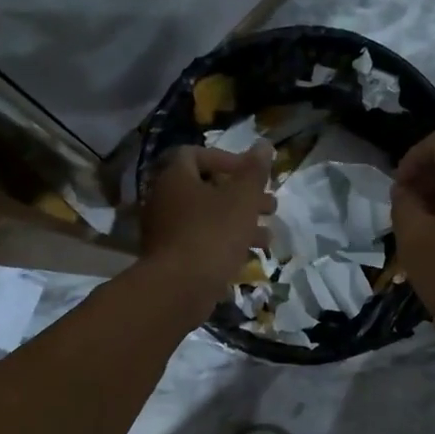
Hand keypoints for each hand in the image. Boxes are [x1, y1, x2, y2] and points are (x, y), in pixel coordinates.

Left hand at [141, 144, 275, 310]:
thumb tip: (264, 144)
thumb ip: (255, 171)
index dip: (227, 159)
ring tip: (268, 238)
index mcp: (175, 177)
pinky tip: (248, 257)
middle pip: (207, 188)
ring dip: (239, 223)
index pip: (197, 154)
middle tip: (270, 207)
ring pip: (207, 218)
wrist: (179, 289)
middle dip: (243, 197)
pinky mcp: (171, 258)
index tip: (252, 175)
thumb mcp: (242, 199)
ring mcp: (165, 231)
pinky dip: (224, 244)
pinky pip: (201, 242)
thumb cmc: (212, 234)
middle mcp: (164, 200)